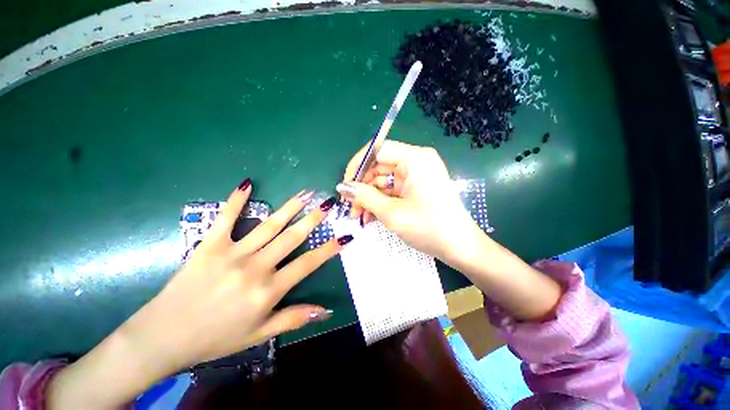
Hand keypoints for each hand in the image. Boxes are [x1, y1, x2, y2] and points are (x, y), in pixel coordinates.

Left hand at [47, 181, 350, 408]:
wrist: (163, 337)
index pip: (308, 264)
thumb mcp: (259, 334)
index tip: (345, 237)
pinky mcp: (209, 245)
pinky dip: (235, 200)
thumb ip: (293, 318)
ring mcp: (232, 253)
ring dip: (289, 207)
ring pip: (268, 225)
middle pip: (291, 238)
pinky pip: (225, 218)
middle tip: (328, 204)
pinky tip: (246, 183)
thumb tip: (325, 310)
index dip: (329, 250)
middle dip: (313, 219)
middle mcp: (255, 267)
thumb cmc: (215, 338)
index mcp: (268, 290)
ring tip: (305, 193)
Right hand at [338, 142, 562, 321]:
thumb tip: (343, 187)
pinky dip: (381, 201)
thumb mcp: (392, 213)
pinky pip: (392, 189)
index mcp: (415, 158)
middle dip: (363, 187)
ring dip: (370, 197)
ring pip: (384, 180)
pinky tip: (371, 216)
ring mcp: (417, 175)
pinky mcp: (417, 187)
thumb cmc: (429, 228)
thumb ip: (365, 197)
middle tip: (351, 208)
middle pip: (379, 166)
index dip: (358, 165)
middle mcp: (417, 161)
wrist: (460, 247)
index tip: (346, 185)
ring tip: (359, 216)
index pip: (377, 149)